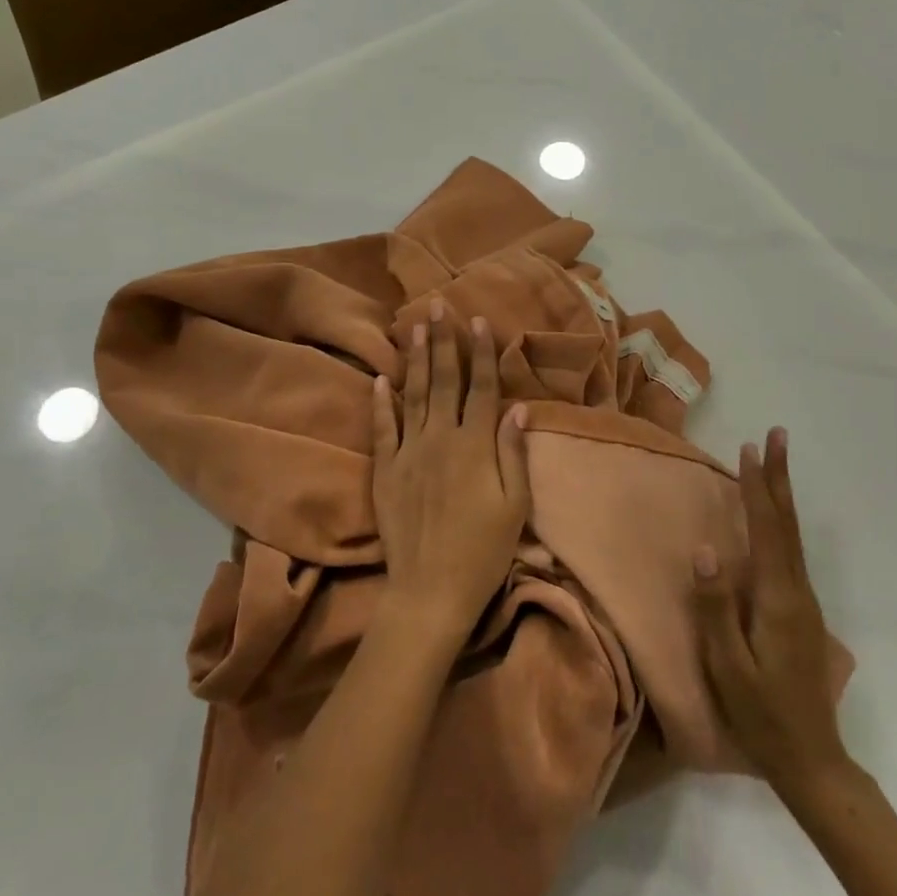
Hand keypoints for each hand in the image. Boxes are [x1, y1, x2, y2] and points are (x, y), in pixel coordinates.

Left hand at [371, 300, 531, 641]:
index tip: (479, 321)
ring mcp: (409, 452)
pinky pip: (382, 428)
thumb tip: (516, 408)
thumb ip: (513, 454)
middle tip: (439, 305)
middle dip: (443, 340)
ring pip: (412, 394)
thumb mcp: (514, 506)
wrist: (431, 590)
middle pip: (444, 380)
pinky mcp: (386, 470)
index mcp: (475, 445)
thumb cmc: (483, 551)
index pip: (481, 388)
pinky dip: (381, 402)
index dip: (481, 353)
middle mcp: (441, 439)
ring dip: (414, 358)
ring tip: (414, 325)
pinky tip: (381, 377)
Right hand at [693, 427, 857, 799]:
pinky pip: (789, 550)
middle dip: (779, 478)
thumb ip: (716, 607)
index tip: (749, 448)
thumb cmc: (761, 713)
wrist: (811, 759)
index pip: (767, 530)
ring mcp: (803, 600)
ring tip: (774, 463)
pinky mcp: (801, 610)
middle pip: (787, 524)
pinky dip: (781, 520)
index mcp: (778, 599)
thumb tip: (706, 549)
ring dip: (781, 495)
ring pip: (791, 535)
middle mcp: (797, 590)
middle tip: (777, 436)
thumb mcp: (728, 665)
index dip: (757, 488)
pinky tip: (773, 517)